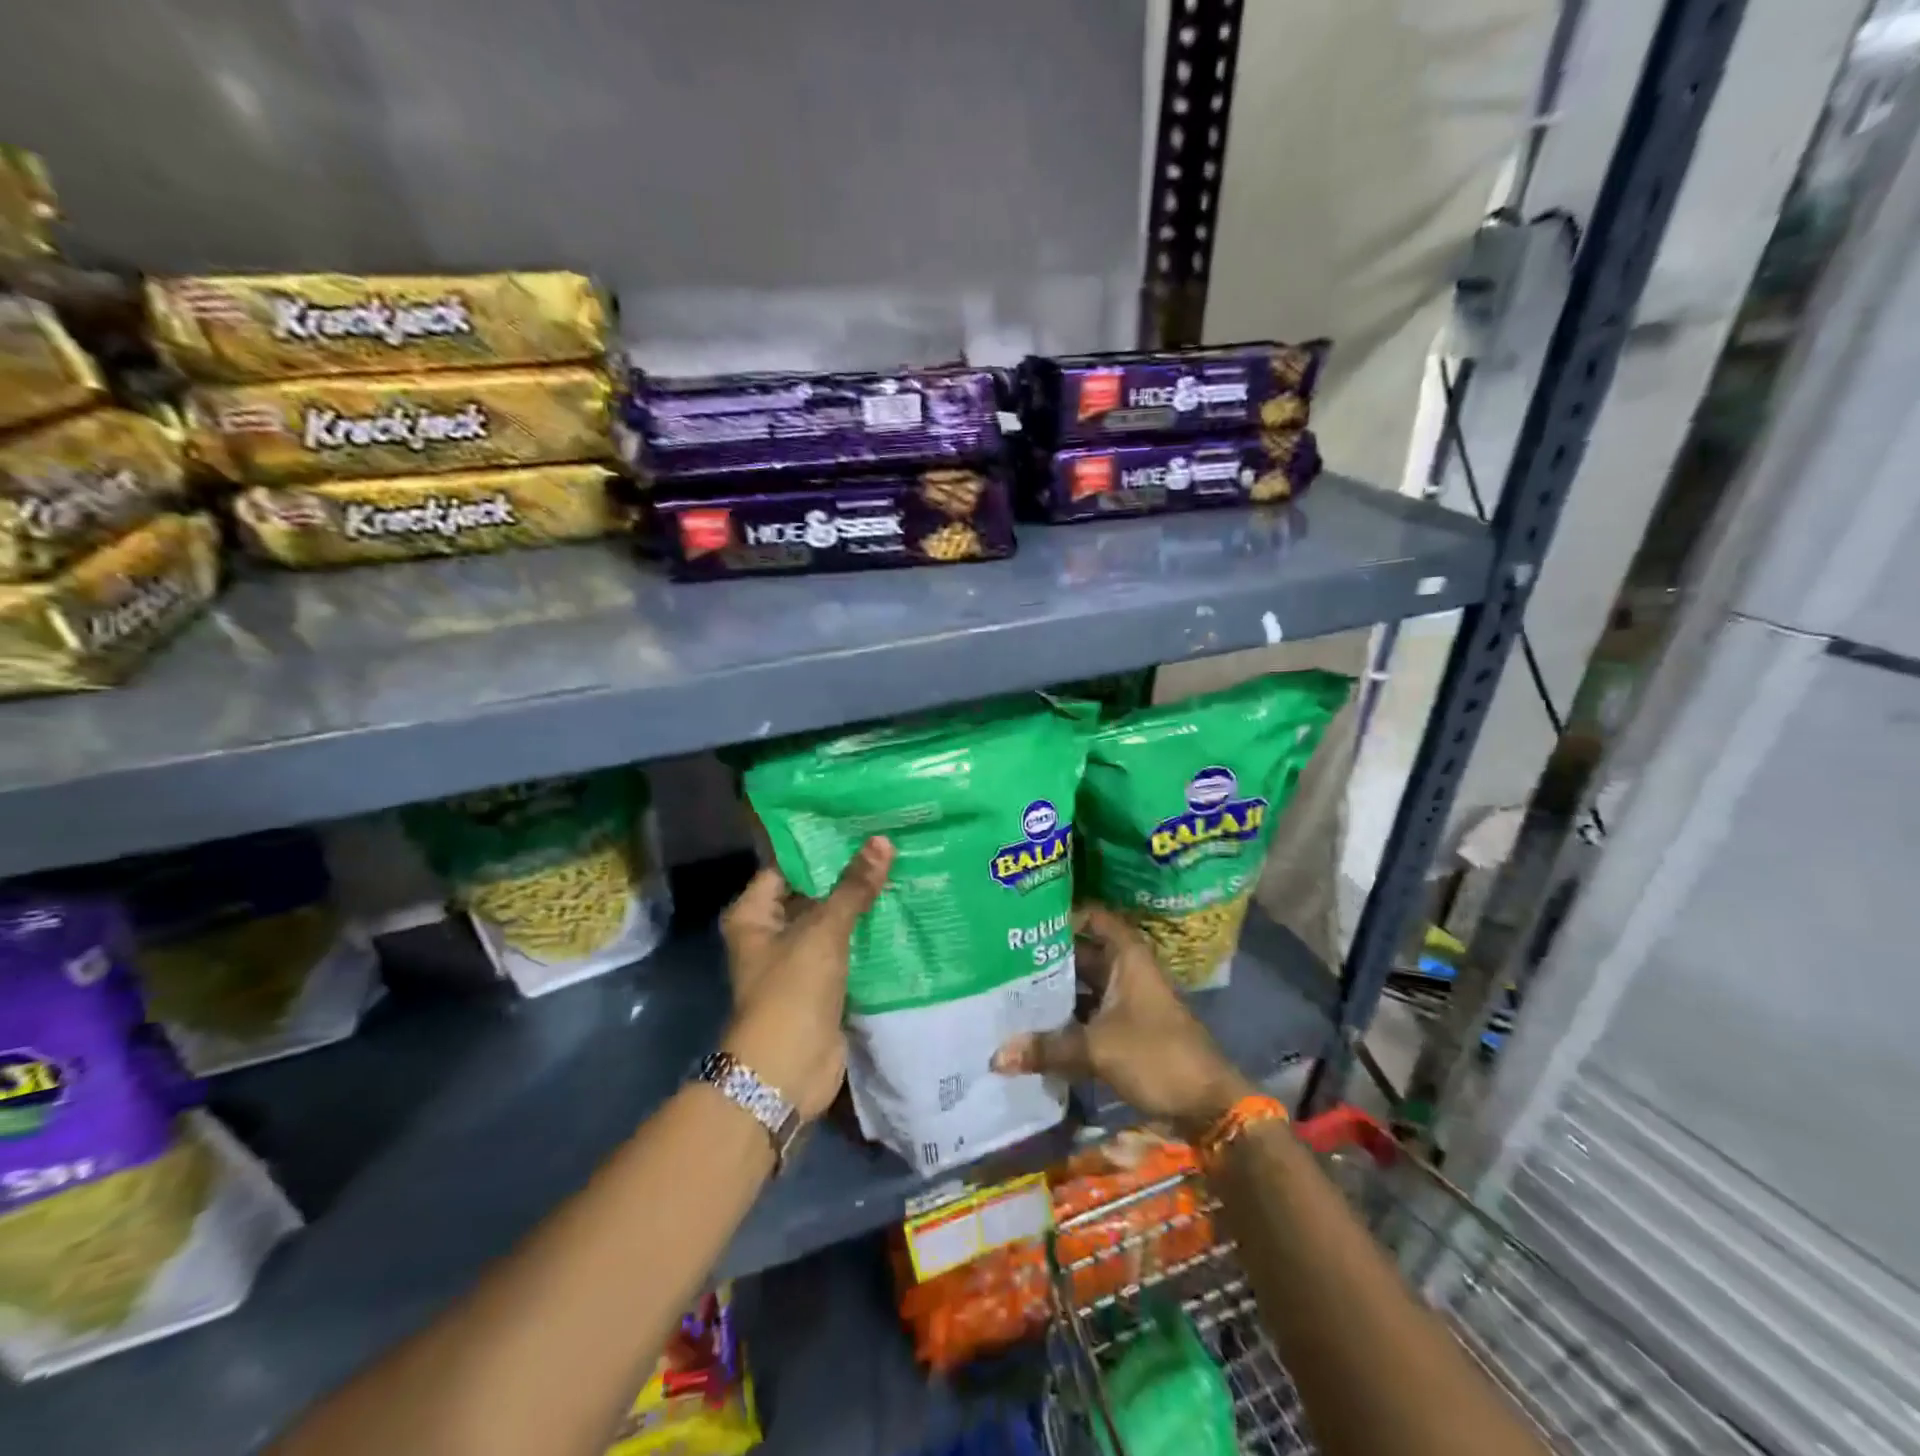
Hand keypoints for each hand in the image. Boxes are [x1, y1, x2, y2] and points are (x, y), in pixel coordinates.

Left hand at [718, 836, 893, 1120]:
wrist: (788, 1071)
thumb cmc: (792, 990)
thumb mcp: (823, 931)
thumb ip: (853, 887)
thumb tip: (882, 841)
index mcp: (753, 914)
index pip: (786, 866)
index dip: (819, 845)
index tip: (857, 823)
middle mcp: (770, 933)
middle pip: (812, 893)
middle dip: (847, 875)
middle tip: (888, 843)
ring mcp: (797, 960)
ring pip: (832, 922)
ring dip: (861, 905)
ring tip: (901, 868)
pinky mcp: (822, 984)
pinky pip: (847, 949)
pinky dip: (868, 935)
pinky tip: (901, 911)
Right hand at [992, 903, 1252, 1133]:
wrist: (1208, 1105)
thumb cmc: (1156, 1056)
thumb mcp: (1097, 1049)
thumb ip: (1047, 1048)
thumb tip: (996, 1056)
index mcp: (1127, 957)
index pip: (1094, 917)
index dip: (1064, 913)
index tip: (1027, 918)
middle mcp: (1127, 971)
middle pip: (1083, 952)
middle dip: (1048, 956)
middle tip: (1005, 956)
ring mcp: (1128, 1001)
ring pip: (1085, 985)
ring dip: (1056, 989)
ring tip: (1012, 988)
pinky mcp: (1127, 1029)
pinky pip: (1090, 1012)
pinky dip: (1067, 1017)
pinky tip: (1035, 1025)